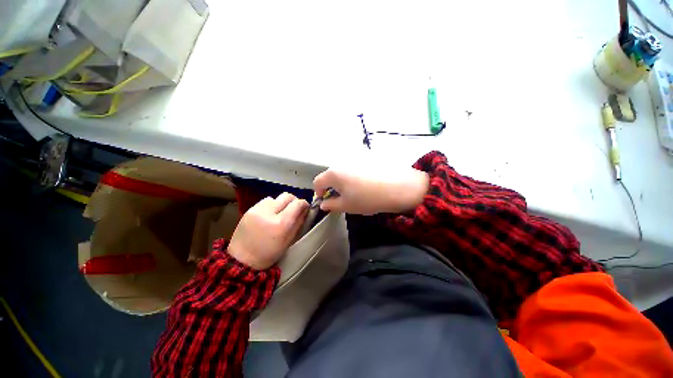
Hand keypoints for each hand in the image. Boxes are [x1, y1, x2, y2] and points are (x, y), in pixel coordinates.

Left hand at [228, 193, 308, 269]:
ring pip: (276, 198)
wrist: (242, 260)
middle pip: (287, 196)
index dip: (304, 204)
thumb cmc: (269, 254)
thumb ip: (298, 223)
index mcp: (281, 224)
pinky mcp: (249, 209)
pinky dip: (271, 205)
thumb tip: (305, 210)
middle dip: (294, 201)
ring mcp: (257, 210)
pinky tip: (269, 215)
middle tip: (294, 209)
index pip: (297, 204)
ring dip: (281, 203)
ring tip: (280, 213)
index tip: (305, 207)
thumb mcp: (289, 241)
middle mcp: (269, 213)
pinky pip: (265, 201)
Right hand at [313, 164, 428, 214]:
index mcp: (334, 173)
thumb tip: (323, 204)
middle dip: (332, 187)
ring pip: (343, 171)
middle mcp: (342, 162)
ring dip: (344, 181)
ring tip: (357, 191)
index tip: (326, 201)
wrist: (398, 187)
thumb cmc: (367, 198)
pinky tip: (367, 183)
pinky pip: (355, 167)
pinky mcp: (368, 157)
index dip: (319, 192)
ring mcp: (355, 157)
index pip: (317, 181)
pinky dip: (355, 175)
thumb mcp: (346, 206)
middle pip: (331, 175)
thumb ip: (331, 205)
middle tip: (342, 198)